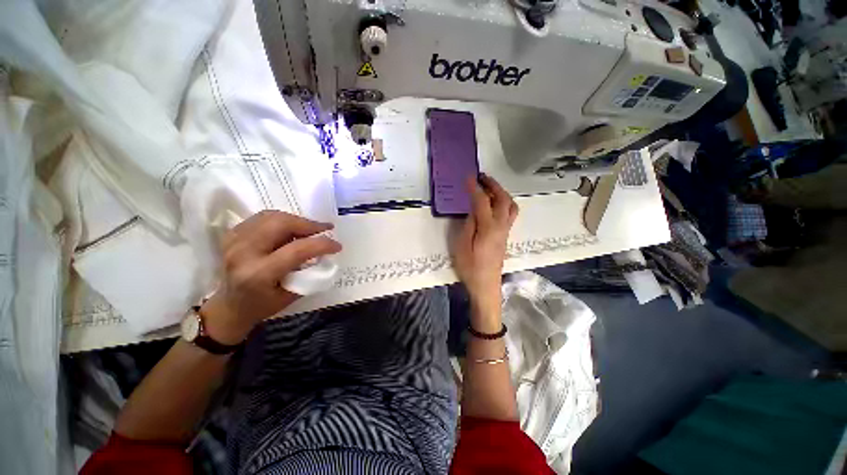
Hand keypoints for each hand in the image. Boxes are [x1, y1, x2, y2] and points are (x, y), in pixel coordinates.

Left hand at [200, 210, 341, 343]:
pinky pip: (263, 217)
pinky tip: (291, 229)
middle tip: (325, 230)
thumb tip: (324, 253)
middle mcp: (243, 253)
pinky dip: (282, 219)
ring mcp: (234, 241)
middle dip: (309, 224)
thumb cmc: (262, 306)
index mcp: (258, 274)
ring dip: (297, 220)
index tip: (337, 246)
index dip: (322, 244)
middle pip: (281, 224)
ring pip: (272, 216)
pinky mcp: (232, 234)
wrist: (228, 306)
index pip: (297, 250)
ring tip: (310, 229)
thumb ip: (308, 272)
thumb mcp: (292, 295)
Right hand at [451, 174, 517, 316]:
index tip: (468, 177)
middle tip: (482, 177)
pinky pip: (510, 213)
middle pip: (503, 199)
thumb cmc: (470, 268)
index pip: (483, 202)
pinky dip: (504, 202)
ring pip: (510, 205)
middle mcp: (501, 226)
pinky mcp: (506, 236)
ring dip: (501, 192)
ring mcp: (506, 231)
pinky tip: (494, 203)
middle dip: (493, 185)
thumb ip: (468, 225)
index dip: (475, 188)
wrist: (486, 286)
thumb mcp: (462, 246)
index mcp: (488, 228)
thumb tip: (473, 209)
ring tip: (489, 187)